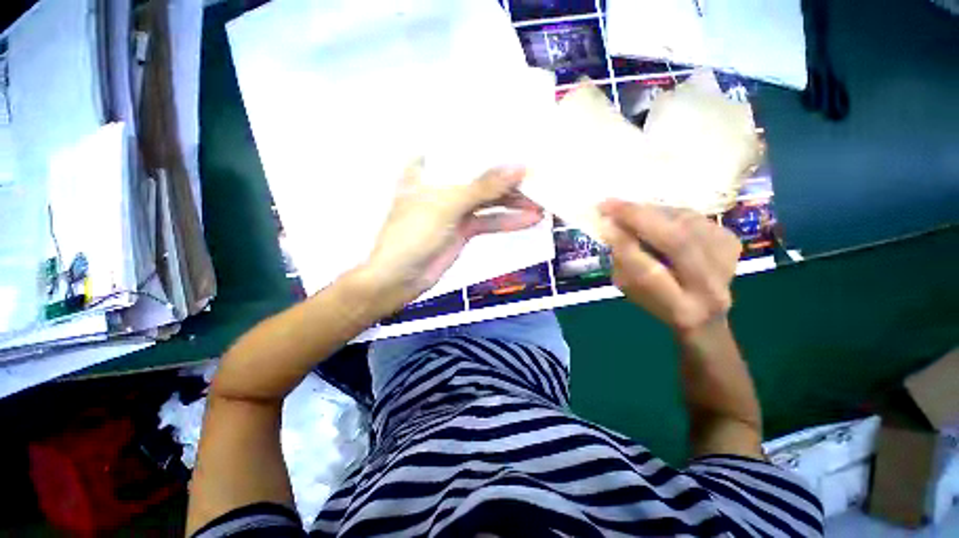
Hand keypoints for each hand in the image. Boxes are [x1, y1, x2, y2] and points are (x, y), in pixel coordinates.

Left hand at [358, 160, 543, 309]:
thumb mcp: (447, 205)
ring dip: (514, 202)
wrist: (400, 278)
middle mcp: (445, 185)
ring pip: (489, 201)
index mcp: (431, 169)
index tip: (520, 139)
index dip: (491, 144)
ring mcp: (456, 209)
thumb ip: (483, 187)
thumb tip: (519, 167)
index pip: (464, 148)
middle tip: (540, 175)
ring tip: (542, 201)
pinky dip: (508, 221)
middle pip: (481, 176)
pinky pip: (489, 221)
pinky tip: (530, 220)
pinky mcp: (465, 229)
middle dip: (509, 178)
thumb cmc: (413, 234)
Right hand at [598, 200, 741, 337]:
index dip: (626, 247)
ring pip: (686, 224)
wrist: (703, 307)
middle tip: (611, 204)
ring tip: (630, 212)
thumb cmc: (656, 300)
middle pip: (678, 242)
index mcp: (682, 311)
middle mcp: (712, 288)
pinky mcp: (731, 241)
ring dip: (652, 213)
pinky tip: (655, 220)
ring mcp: (727, 261)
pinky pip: (693, 217)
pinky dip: (668, 213)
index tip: (603, 224)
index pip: (650, 274)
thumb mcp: (630, 287)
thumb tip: (612, 225)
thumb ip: (623, 260)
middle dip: (640, 219)